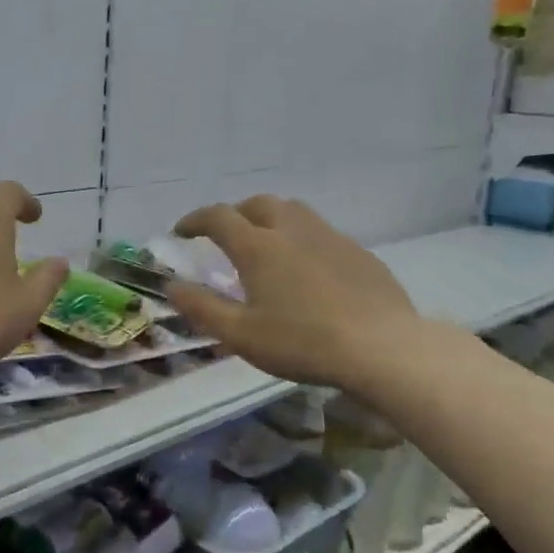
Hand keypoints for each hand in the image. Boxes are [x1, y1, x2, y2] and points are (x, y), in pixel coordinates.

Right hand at [166, 196, 417, 387]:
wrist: (382, 348)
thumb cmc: (302, 342)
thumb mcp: (241, 335)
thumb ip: (202, 308)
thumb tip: (172, 287)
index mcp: (258, 246)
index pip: (218, 217)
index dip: (195, 220)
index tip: (181, 231)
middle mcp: (292, 230)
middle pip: (258, 204)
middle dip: (235, 213)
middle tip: (226, 235)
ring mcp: (330, 237)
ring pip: (293, 212)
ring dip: (271, 219)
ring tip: (266, 244)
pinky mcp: (359, 253)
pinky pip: (321, 233)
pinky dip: (302, 239)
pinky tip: (308, 269)